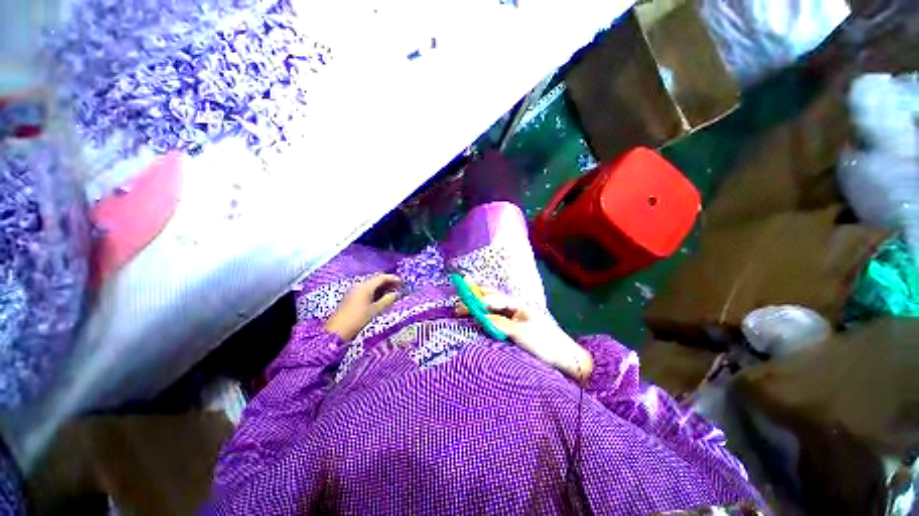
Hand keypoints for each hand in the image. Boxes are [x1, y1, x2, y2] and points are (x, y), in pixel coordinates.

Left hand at [325, 274, 402, 340]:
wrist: (336, 331)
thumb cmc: (357, 319)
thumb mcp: (375, 310)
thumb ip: (387, 300)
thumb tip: (396, 294)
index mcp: (365, 286)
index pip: (381, 277)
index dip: (393, 279)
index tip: (402, 282)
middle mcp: (359, 285)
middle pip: (376, 280)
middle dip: (388, 283)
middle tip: (399, 288)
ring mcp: (354, 291)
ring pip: (371, 285)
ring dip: (382, 288)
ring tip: (392, 294)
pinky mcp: (352, 297)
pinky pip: (366, 290)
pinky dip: (375, 292)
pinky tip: (381, 299)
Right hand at [456, 289, 592, 381]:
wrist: (565, 357)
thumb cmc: (544, 342)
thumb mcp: (520, 332)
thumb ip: (499, 323)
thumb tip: (480, 317)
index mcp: (517, 305)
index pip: (493, 299)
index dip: (477, 301)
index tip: (461, 307)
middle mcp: (514, 308)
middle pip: (492, 298)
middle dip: (476, 297)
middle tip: (460, 300)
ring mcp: (514, 318)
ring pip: (493, 307)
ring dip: (479, 305)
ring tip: (465, 305)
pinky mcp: (514, 328)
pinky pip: (496, 318)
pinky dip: (485, 316)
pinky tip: (479, 317)